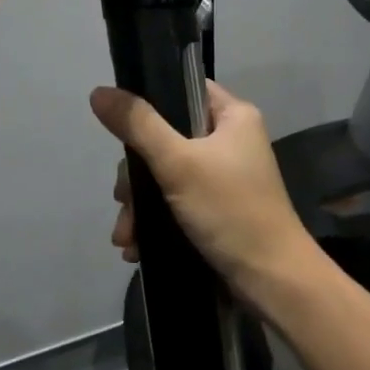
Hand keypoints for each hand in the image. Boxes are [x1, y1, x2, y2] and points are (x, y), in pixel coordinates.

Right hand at [90, 79, 313, 296]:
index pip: (183, 89)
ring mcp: (223, 178)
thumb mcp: (178, 163)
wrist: (271, 280)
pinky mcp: (216, 210)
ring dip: (139, 206)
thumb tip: (99, 92)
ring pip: (165, 176)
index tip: (122, 128)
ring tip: (125, 236)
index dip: (150, 102)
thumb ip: (138, 126)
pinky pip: (174, 203)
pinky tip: (135, 246)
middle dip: (136, 177)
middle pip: (165, 139)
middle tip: (123, 201)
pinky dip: (154, 222)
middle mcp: (230, 141)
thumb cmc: (230, 210)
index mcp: (233, 116)